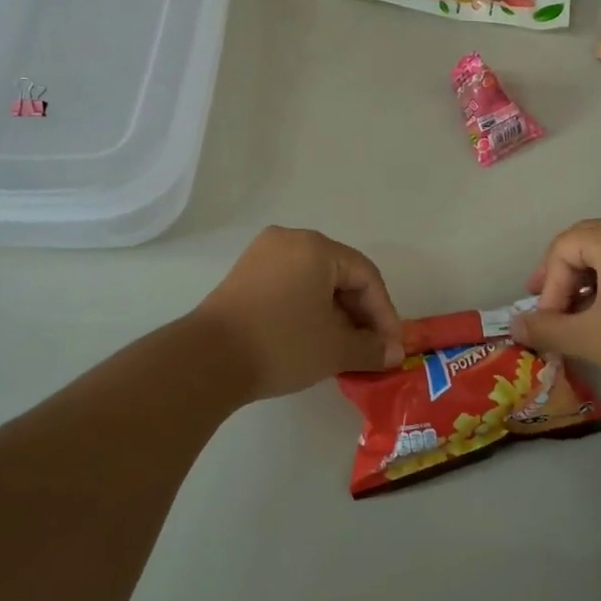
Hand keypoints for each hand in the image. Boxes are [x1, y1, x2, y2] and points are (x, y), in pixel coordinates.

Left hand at [194, 226, 404, 401]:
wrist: (207, 360)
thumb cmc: (281, 344)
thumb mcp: (335, 350)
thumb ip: (372, 348)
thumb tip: (394, 353)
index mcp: (316, 247)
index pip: (366, 276)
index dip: (384, 313)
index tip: (392, 347)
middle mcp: (290, 240)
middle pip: (340, 275)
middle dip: (360, 314)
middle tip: (371, 348)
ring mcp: (262, 255)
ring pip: (314, 281)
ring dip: (335, 313)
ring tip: (344, 348)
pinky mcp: (244, 275)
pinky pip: (290, 285)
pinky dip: (308, 308)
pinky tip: (313, 337)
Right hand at [509, 218, 600, 400]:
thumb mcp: (589, 338)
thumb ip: (546, 327)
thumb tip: (514, 324)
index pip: (564, 247)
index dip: (550, 283)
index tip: (550, 320)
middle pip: (585, 242)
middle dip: (562, 277)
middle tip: (551, 308)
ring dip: (586, 281)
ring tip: (577, 315)